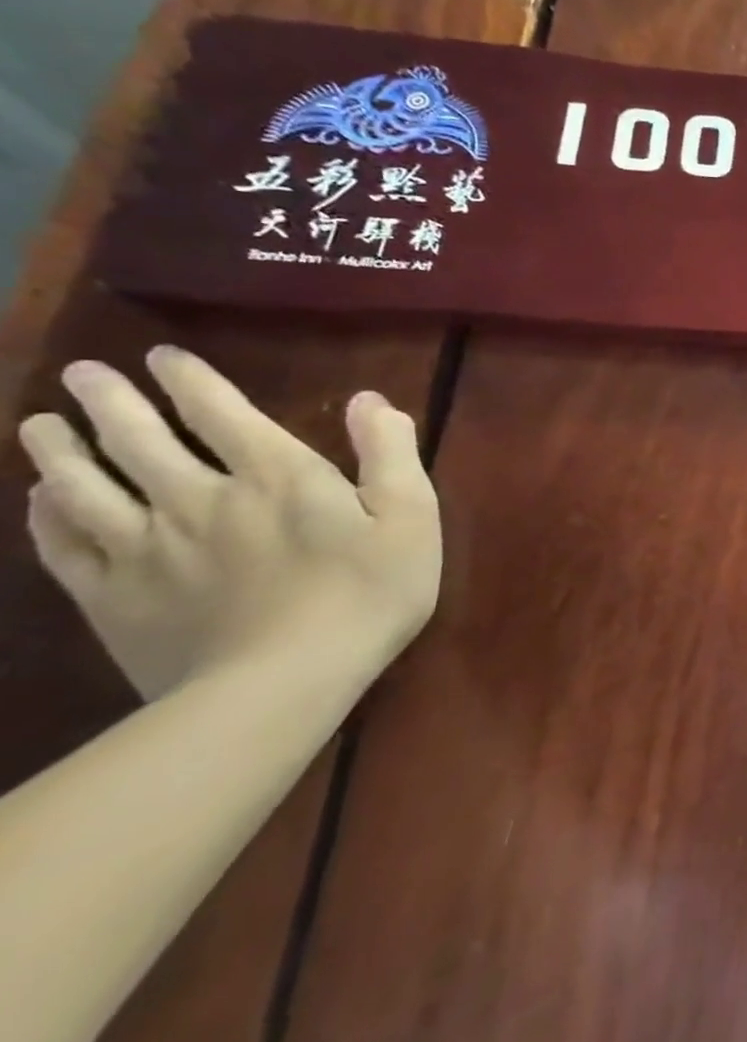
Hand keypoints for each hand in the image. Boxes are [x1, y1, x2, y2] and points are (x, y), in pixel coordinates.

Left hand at [17, 348, 440, 699]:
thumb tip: (371, 400)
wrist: (282, 684)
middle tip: (82, 374)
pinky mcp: (113, 597)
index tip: (161, 357)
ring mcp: (146, 548)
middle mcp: (198, 498)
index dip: (190, 381)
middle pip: (139, 439)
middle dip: (109, 402)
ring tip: (40, 425)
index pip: (221, 412)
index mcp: (275, 476)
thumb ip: (391, 453)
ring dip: (60, 450)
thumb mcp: (412, 516)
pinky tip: (40, 500)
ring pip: (86, 486)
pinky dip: (45, 515)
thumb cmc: (368, 592)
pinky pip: (64, 545)